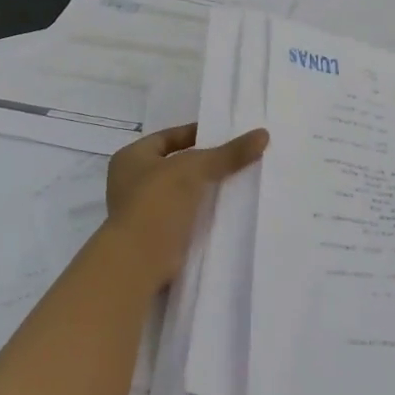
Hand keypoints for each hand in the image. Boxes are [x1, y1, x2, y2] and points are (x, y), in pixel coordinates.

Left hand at [103, 123, 269, 289]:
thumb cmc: (157, 202)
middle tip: (239, 158)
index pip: (168, 137)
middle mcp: (132, 182)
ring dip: (206, 190)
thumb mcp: (195, 169)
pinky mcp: (157, 236)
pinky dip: (204, 213)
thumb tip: (263, 134)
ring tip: (240, 182)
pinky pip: (186, 217)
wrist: (139, 261)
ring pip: (183, 192)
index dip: (196, 133)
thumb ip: (228, 153)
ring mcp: (143, 211)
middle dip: (206, 164)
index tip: (226, 135)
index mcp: (131, 158)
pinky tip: (229, 210)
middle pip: (177, 165)